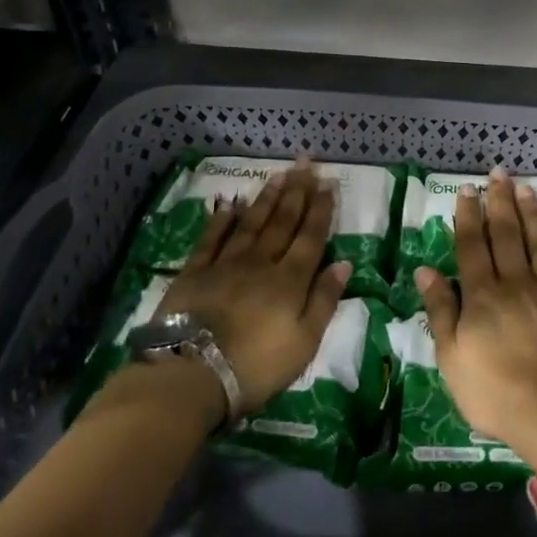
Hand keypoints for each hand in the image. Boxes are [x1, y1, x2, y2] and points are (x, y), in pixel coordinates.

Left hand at [152, 161, 351, 416]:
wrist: (192, 373)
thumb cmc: (256, 366)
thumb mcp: (304, 342)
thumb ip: (324, 300)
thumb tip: (344, 263)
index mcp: (290, 279)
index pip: (311, 236)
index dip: (321, 209)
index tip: (328, 182)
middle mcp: (261, 262)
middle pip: (283, 221)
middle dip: (297, 191)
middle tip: (306, 163)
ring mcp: (225, 264)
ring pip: (252, 222)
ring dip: (267, 198)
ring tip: (279, 174)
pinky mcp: (194, 272)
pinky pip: (212, 238)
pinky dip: (222, 219)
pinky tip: (229, 203)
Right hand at [415, 171, 536, 466]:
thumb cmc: (494, 392)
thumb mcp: (451, 358)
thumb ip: (440, 310)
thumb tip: (425, 269)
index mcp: (483, 296)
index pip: (472, 246)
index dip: (468, 216)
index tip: (468, 189)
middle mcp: (516, 284)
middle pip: (506, 236)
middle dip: (500, 202)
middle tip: (499, 172)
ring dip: (533, 215)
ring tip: (528, 188)